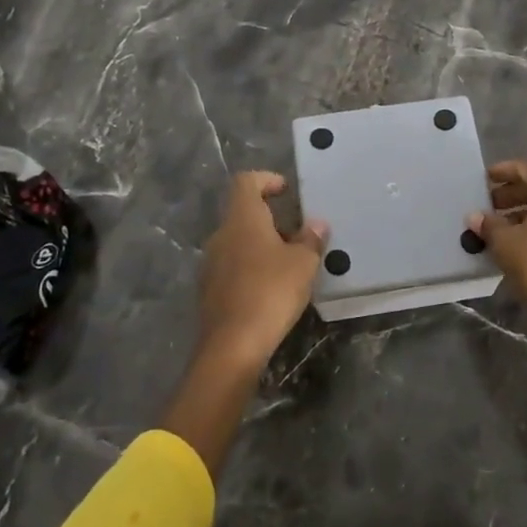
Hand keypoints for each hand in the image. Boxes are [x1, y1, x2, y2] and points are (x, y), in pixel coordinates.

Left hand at [197, 171, 328, 370]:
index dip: (266, 179)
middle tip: (296, 233)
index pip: (246, 182)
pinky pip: (232, 266)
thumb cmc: (270, 292)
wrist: (232, 346)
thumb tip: (317, 224)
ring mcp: (211, 263)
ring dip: (260, 245)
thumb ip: (311, 239)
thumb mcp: (303, 264)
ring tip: (288, 262)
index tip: (286, 190)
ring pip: (237, 241)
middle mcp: (221, 234)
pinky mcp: (209, 289)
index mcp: (242, 219)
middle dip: (269, 218)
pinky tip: (270, 287)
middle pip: (242, 213)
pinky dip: (250, 267)